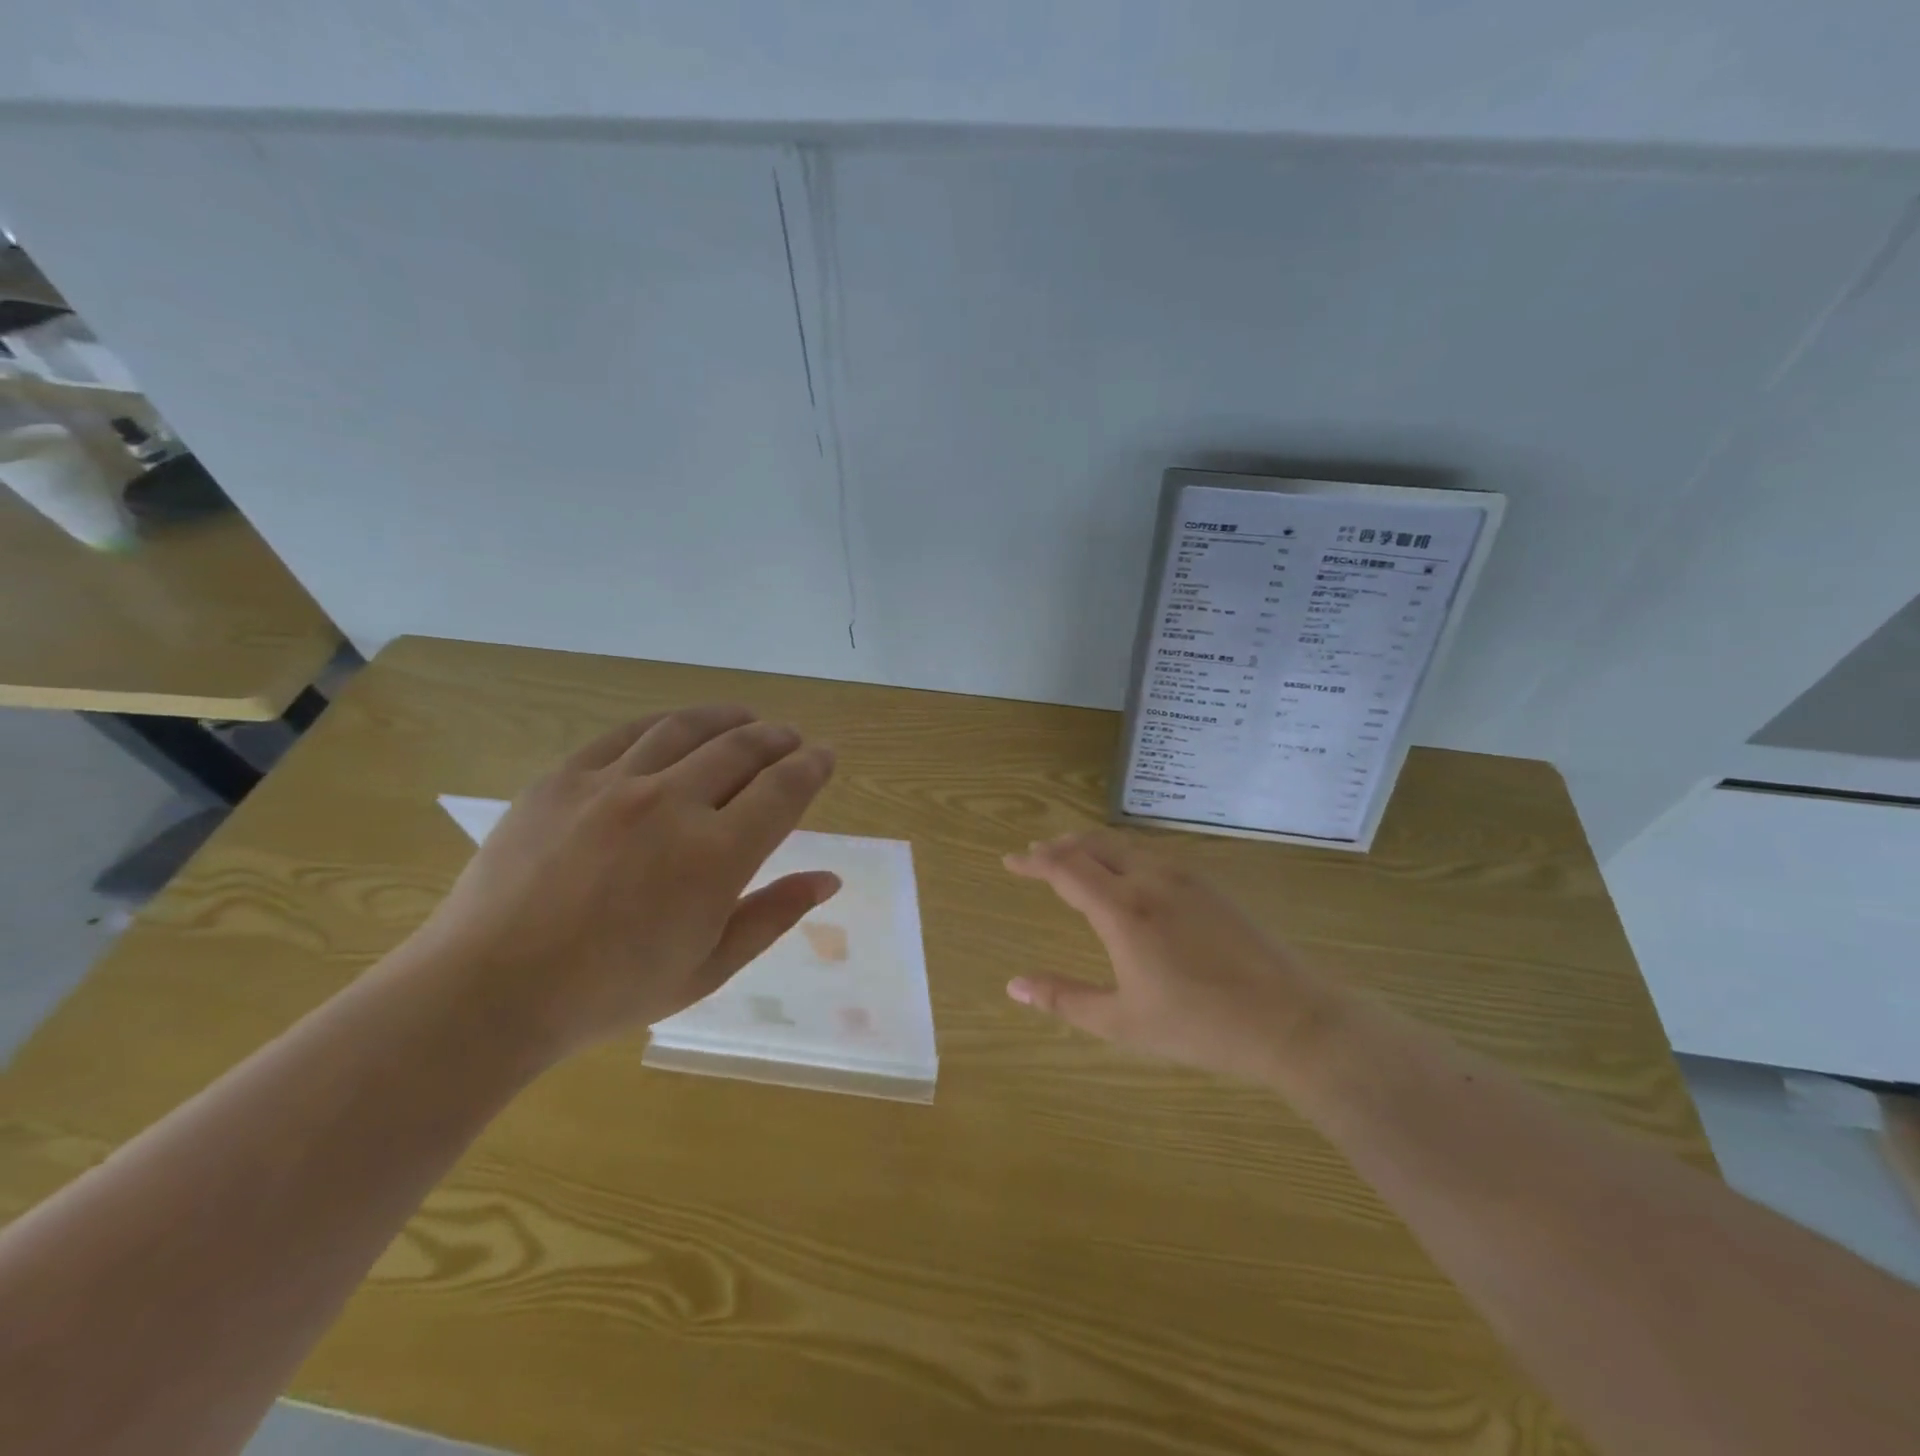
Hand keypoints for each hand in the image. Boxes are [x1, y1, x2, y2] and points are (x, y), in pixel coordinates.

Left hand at [409, 706, 839, 1063]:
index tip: (826, 756)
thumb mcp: (708, 967)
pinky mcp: (564, 777)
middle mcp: (671, 804)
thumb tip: (829, 878)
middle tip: (791, 739)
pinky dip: (666, 724)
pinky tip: (677, 728)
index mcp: (715, 856)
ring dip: (728, 719)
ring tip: (745, 720)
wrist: (488, 990)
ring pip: (687, 729)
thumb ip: (774, 915)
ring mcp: (613, 784)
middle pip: (742, 749)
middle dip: (777, 739)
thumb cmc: (609, 991)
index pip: (783, 790)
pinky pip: (628, 733)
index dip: (812, 767)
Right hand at [1004, 831, 1340, 1083]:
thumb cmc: (1199, 1025)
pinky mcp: (1210, 884)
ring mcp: (1185, 877)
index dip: (1033, 862)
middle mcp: (1149, 879)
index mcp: (1122, 910)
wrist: (1290, 1019)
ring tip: (1073, 856)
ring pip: (1125, 844)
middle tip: (1036, 854)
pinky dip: (1123, 852)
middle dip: (1059, 846)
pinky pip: (1153, 853)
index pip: (1065, 868)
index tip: (1010, 861)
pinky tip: (1127, 871)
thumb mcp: (1122, 1022)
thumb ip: (1064, 999)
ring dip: (1091, 845)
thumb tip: (1013, 985)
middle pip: (1093, 845)